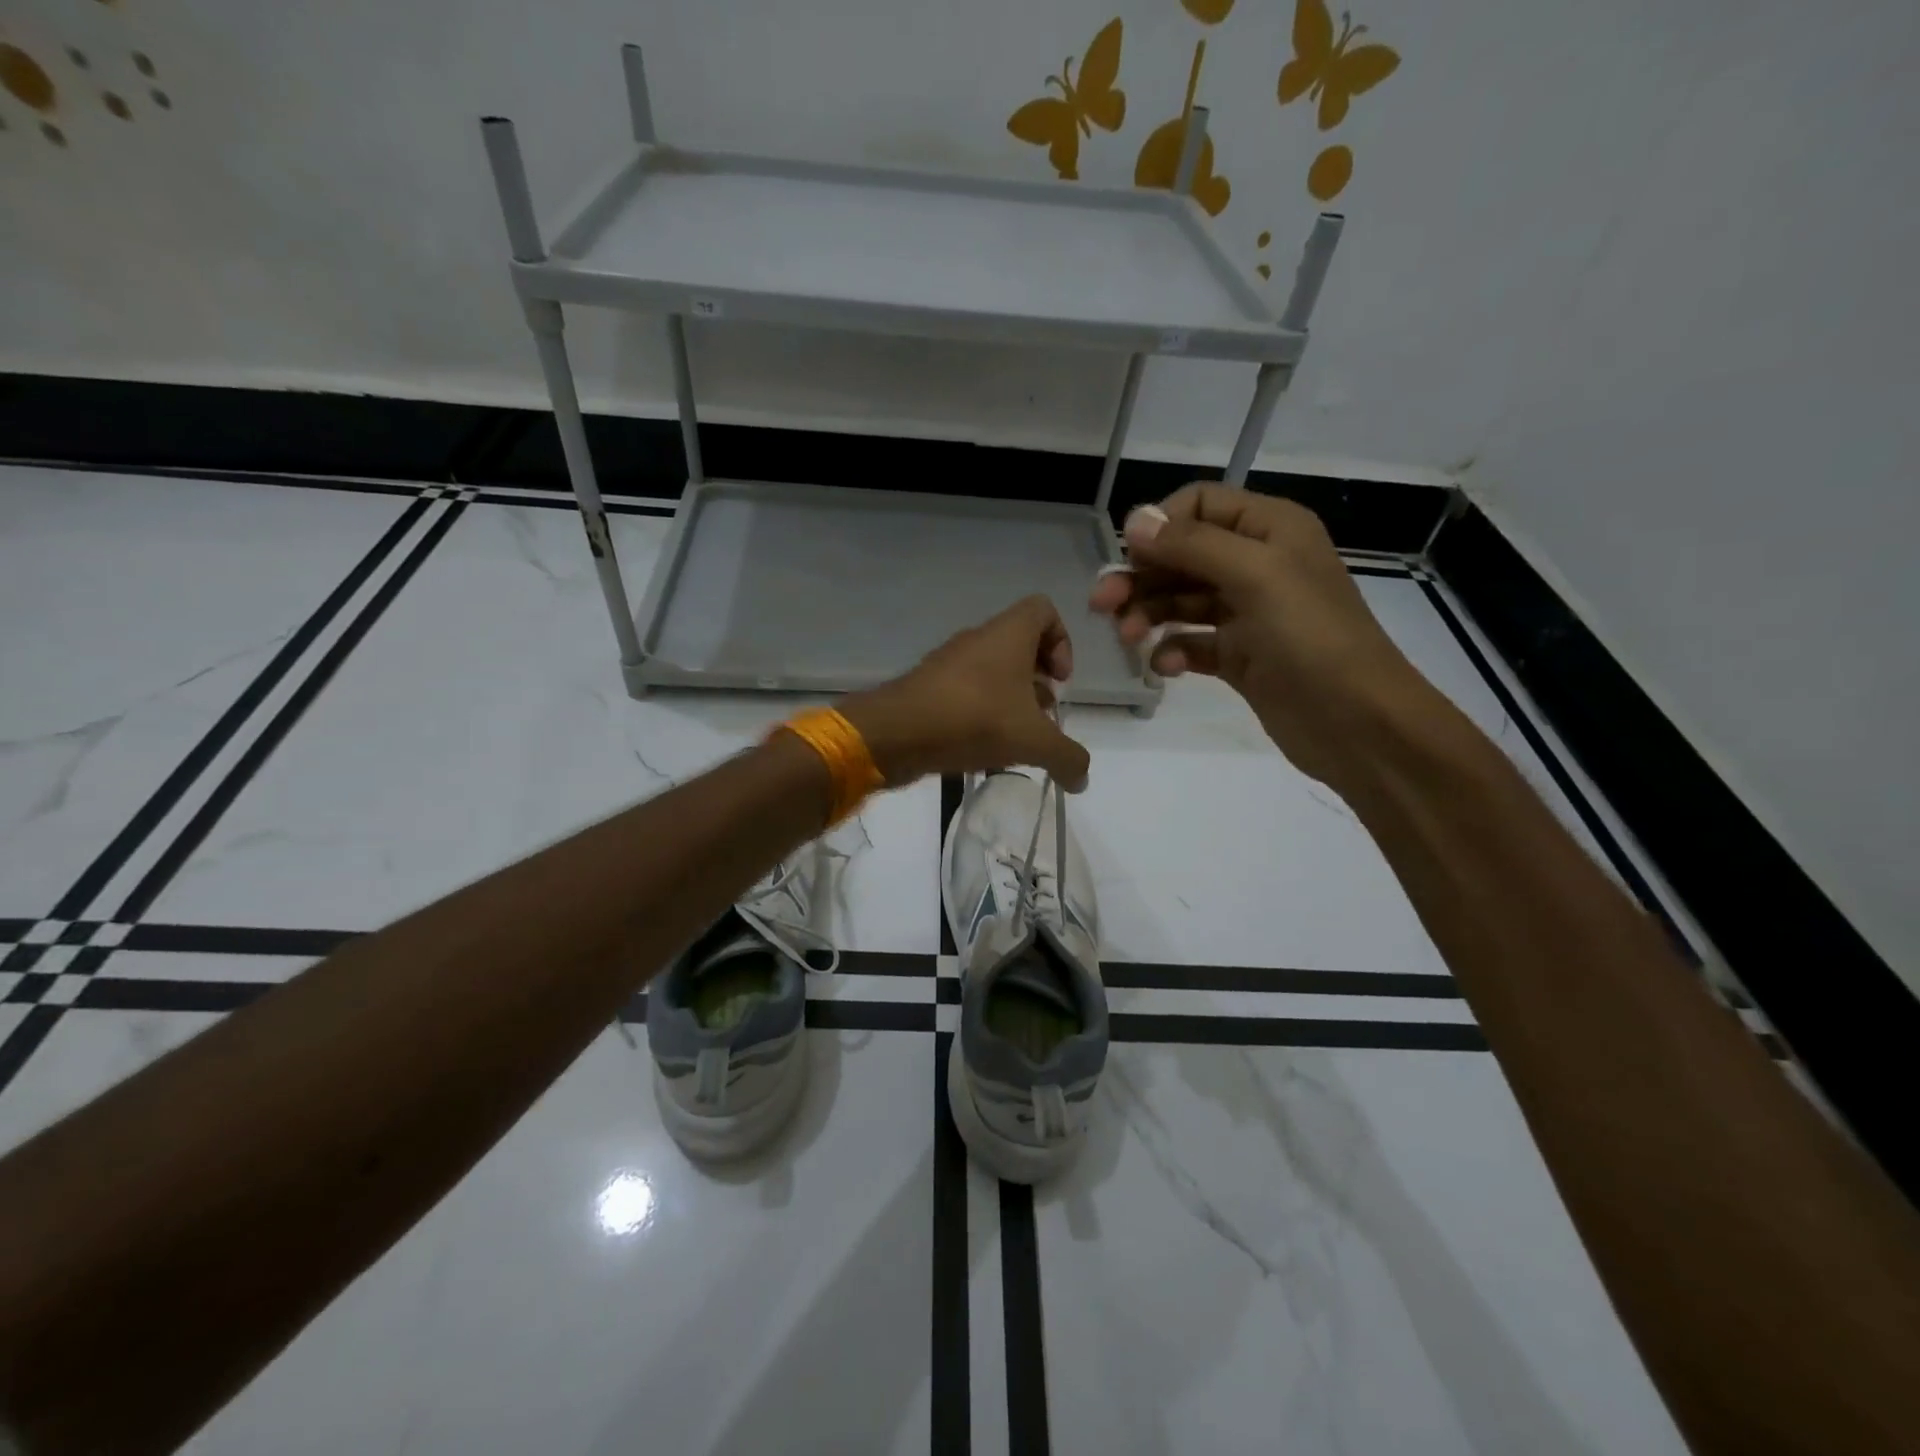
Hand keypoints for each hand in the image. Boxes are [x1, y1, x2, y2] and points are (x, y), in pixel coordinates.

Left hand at [841, 595, 1092, 791]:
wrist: (896, 733)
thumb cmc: (974, 719)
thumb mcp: (1033, 741)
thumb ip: (1067, 757)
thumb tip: (1082, 778)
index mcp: (1008, 634)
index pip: (1043, 610)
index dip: (1061, 641)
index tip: (1059, 681)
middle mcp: (978, 639)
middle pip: (1020, 645)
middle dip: (1038, 680)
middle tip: (1042, 716)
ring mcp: (949, 663)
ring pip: (992, 671)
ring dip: (1011, 700)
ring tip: (1016, 739)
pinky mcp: (929, 688)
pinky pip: (967, 692)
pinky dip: (982, 714)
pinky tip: (984, 748)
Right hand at [1089, 483, 1434, 789]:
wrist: (1356, 723)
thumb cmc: (1310, 638)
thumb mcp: (1255, 576)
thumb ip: (1192, 545)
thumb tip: (1134, 520)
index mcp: (1271, 529)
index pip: (1200, 506)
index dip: (1160, 526)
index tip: (1128, 557)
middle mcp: (1258, 564)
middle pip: (1183, 556)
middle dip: (1142, 576)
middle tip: (1102, 604)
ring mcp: (1248, 613)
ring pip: (1181, 600)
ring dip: (1149, 613)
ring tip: (1126, 637)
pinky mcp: (1240, 656)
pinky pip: (1192, 642)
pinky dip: (1172, 650)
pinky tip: (1163, 666)